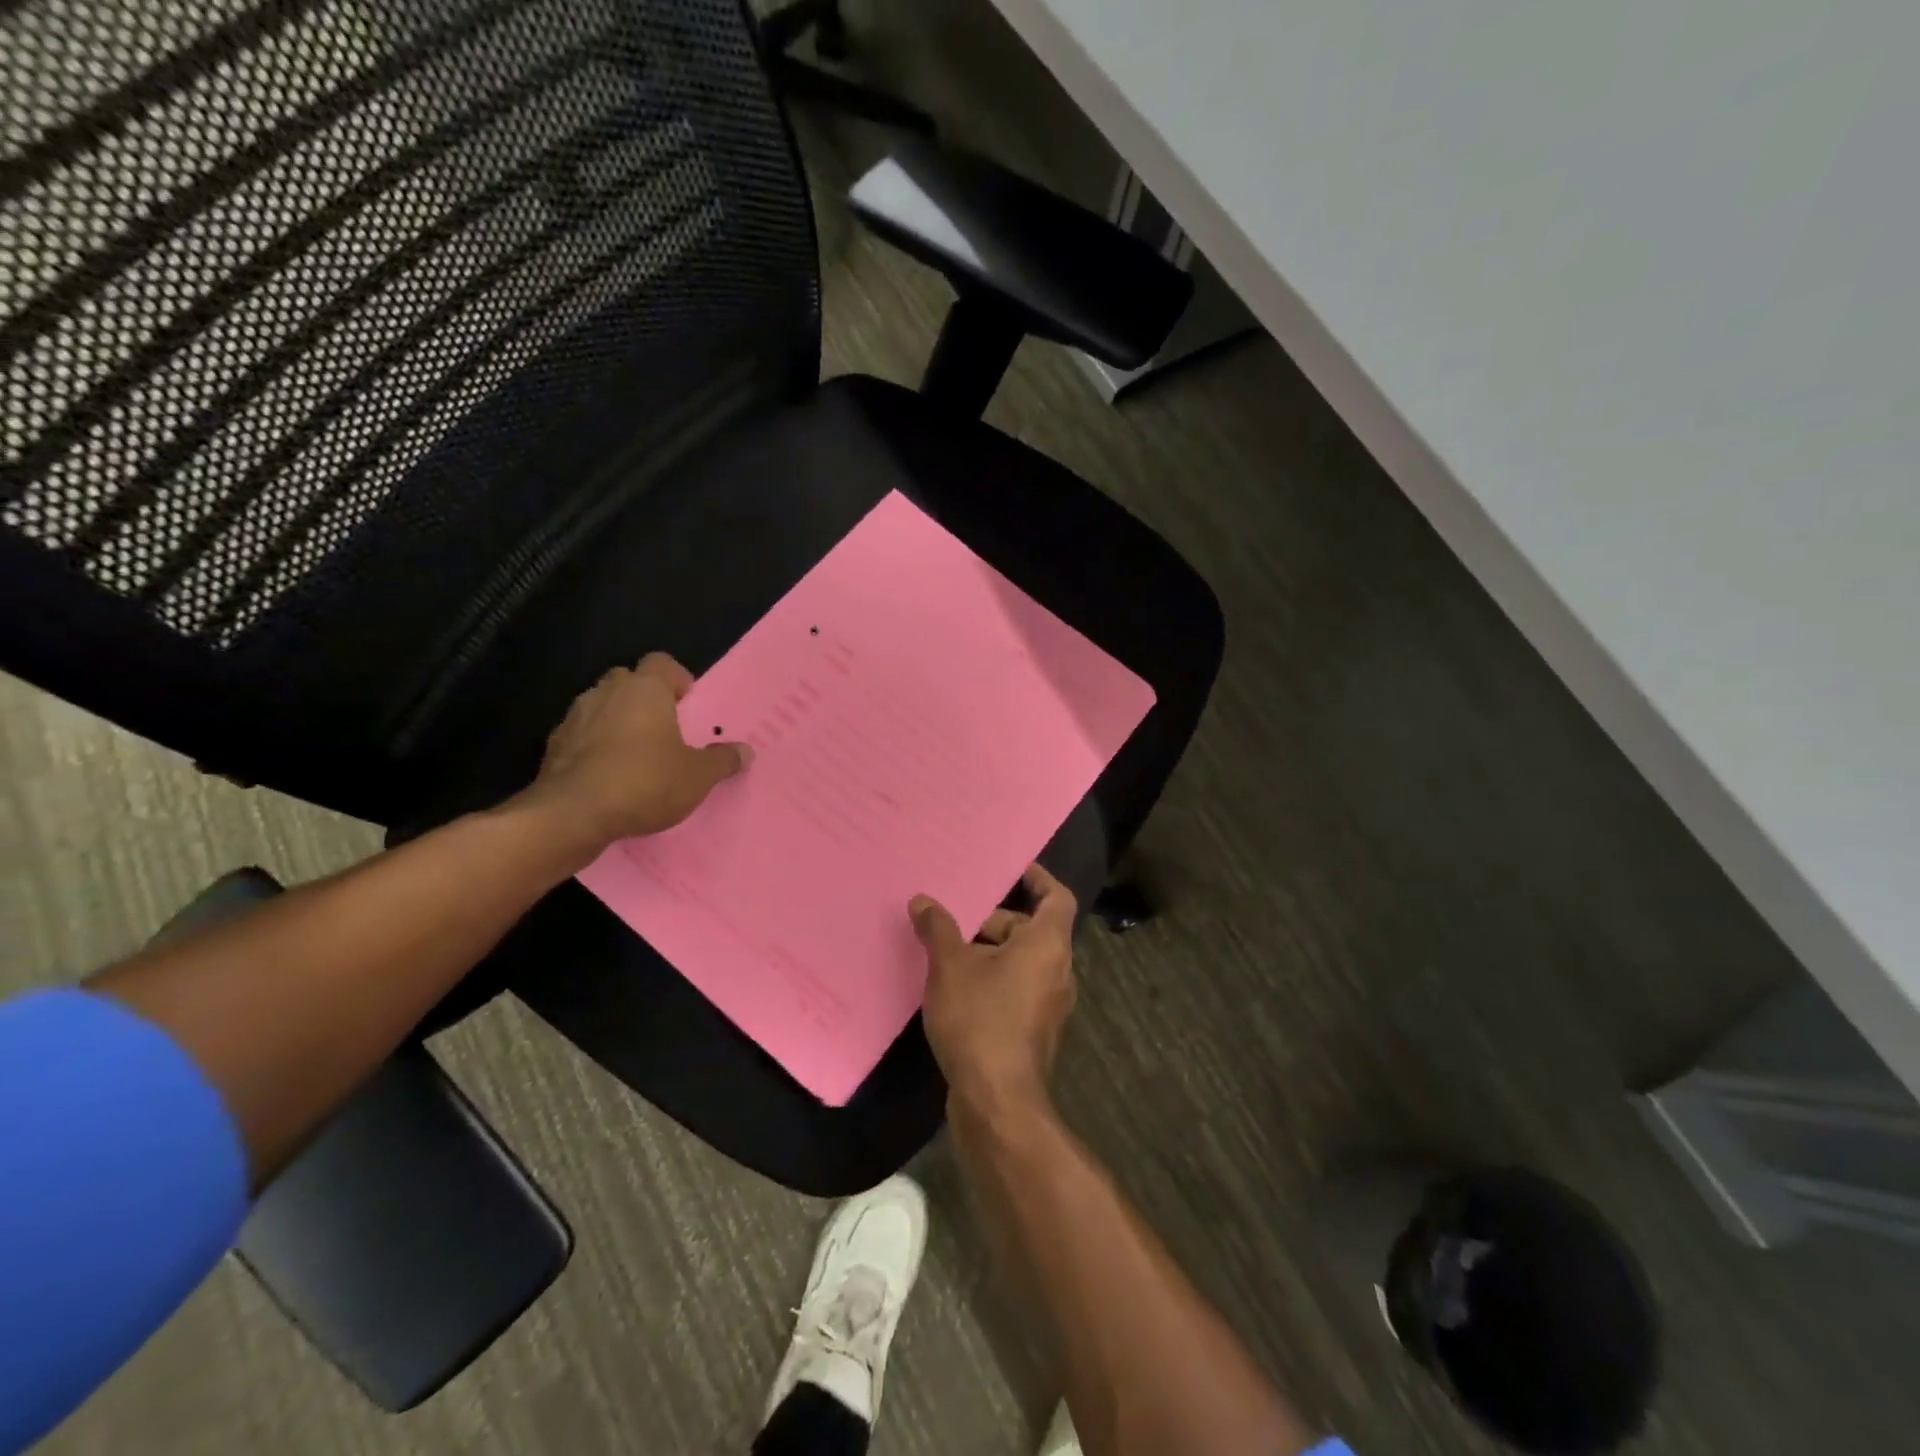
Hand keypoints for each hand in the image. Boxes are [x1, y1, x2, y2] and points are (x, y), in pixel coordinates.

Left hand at [518, 653, 747, 857]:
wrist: (572, 815)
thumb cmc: (645, 782)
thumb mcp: (698, 777)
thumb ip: (722, 760)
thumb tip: (746, 751)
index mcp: (645, 690)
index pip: (661, 662)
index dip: (676, 678)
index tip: (687, 702)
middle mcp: (607, 693)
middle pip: (628, 680)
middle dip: (644, 697)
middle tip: (664, 726)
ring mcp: (575, 717)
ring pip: (601, 706)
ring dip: (617, 720)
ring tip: (636, 752)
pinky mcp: (554, 746)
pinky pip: (581, 735)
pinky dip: (594, 745)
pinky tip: (608, 774)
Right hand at [911, 863, 1077, 1109]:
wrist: (997, 1101)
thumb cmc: (980, 1019)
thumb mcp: (950, 967)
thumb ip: (938, 928)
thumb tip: (922, 900)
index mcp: (1048, 945)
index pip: (1057, 898)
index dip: (1038, 878)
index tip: (1013, 869)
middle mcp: (1058, 970)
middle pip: (1031, 929)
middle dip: (995, 920)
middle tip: (956, 919)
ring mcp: (1049, 1003)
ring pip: (1021, 961)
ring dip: (989, 952)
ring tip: (947, 952)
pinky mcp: (1035, 1029)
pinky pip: (1016, 987)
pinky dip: (993, 978)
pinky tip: (955, 988)